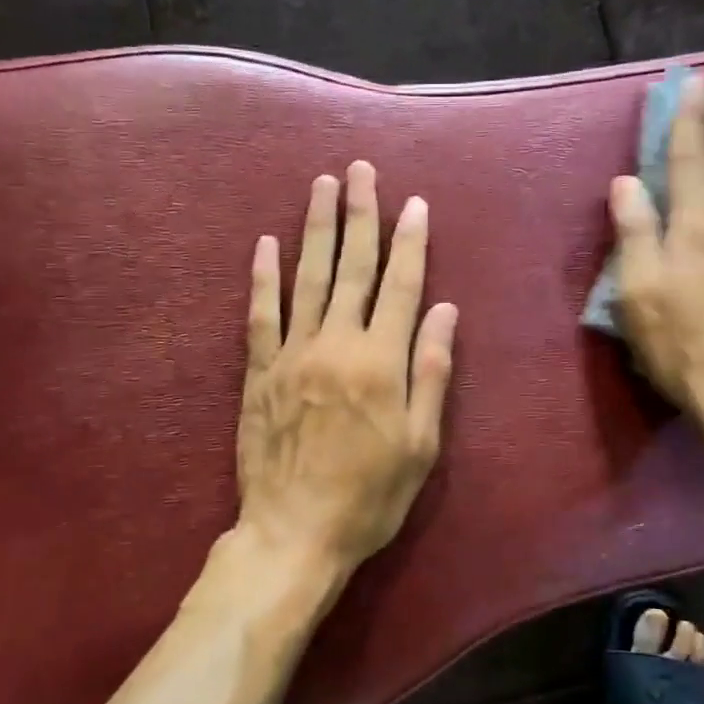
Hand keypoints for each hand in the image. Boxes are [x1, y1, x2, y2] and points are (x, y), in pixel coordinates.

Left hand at [234, 162, 458, 597]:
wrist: (294, 532)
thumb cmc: (370, 496)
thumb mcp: (420, 444)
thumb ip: (431, 373)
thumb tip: (444, 311)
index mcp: (382, 362)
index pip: (401, 286)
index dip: (410, 242)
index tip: (413, 203)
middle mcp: (337, 344)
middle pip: (353, 268)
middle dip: (360, 215)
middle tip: (359, 170)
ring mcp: (293, 354)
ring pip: (308, 278)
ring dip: (317, 229)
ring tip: (321, 186)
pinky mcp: (259, 372)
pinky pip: (260, 315)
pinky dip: (263, 278)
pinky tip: (265, 244)